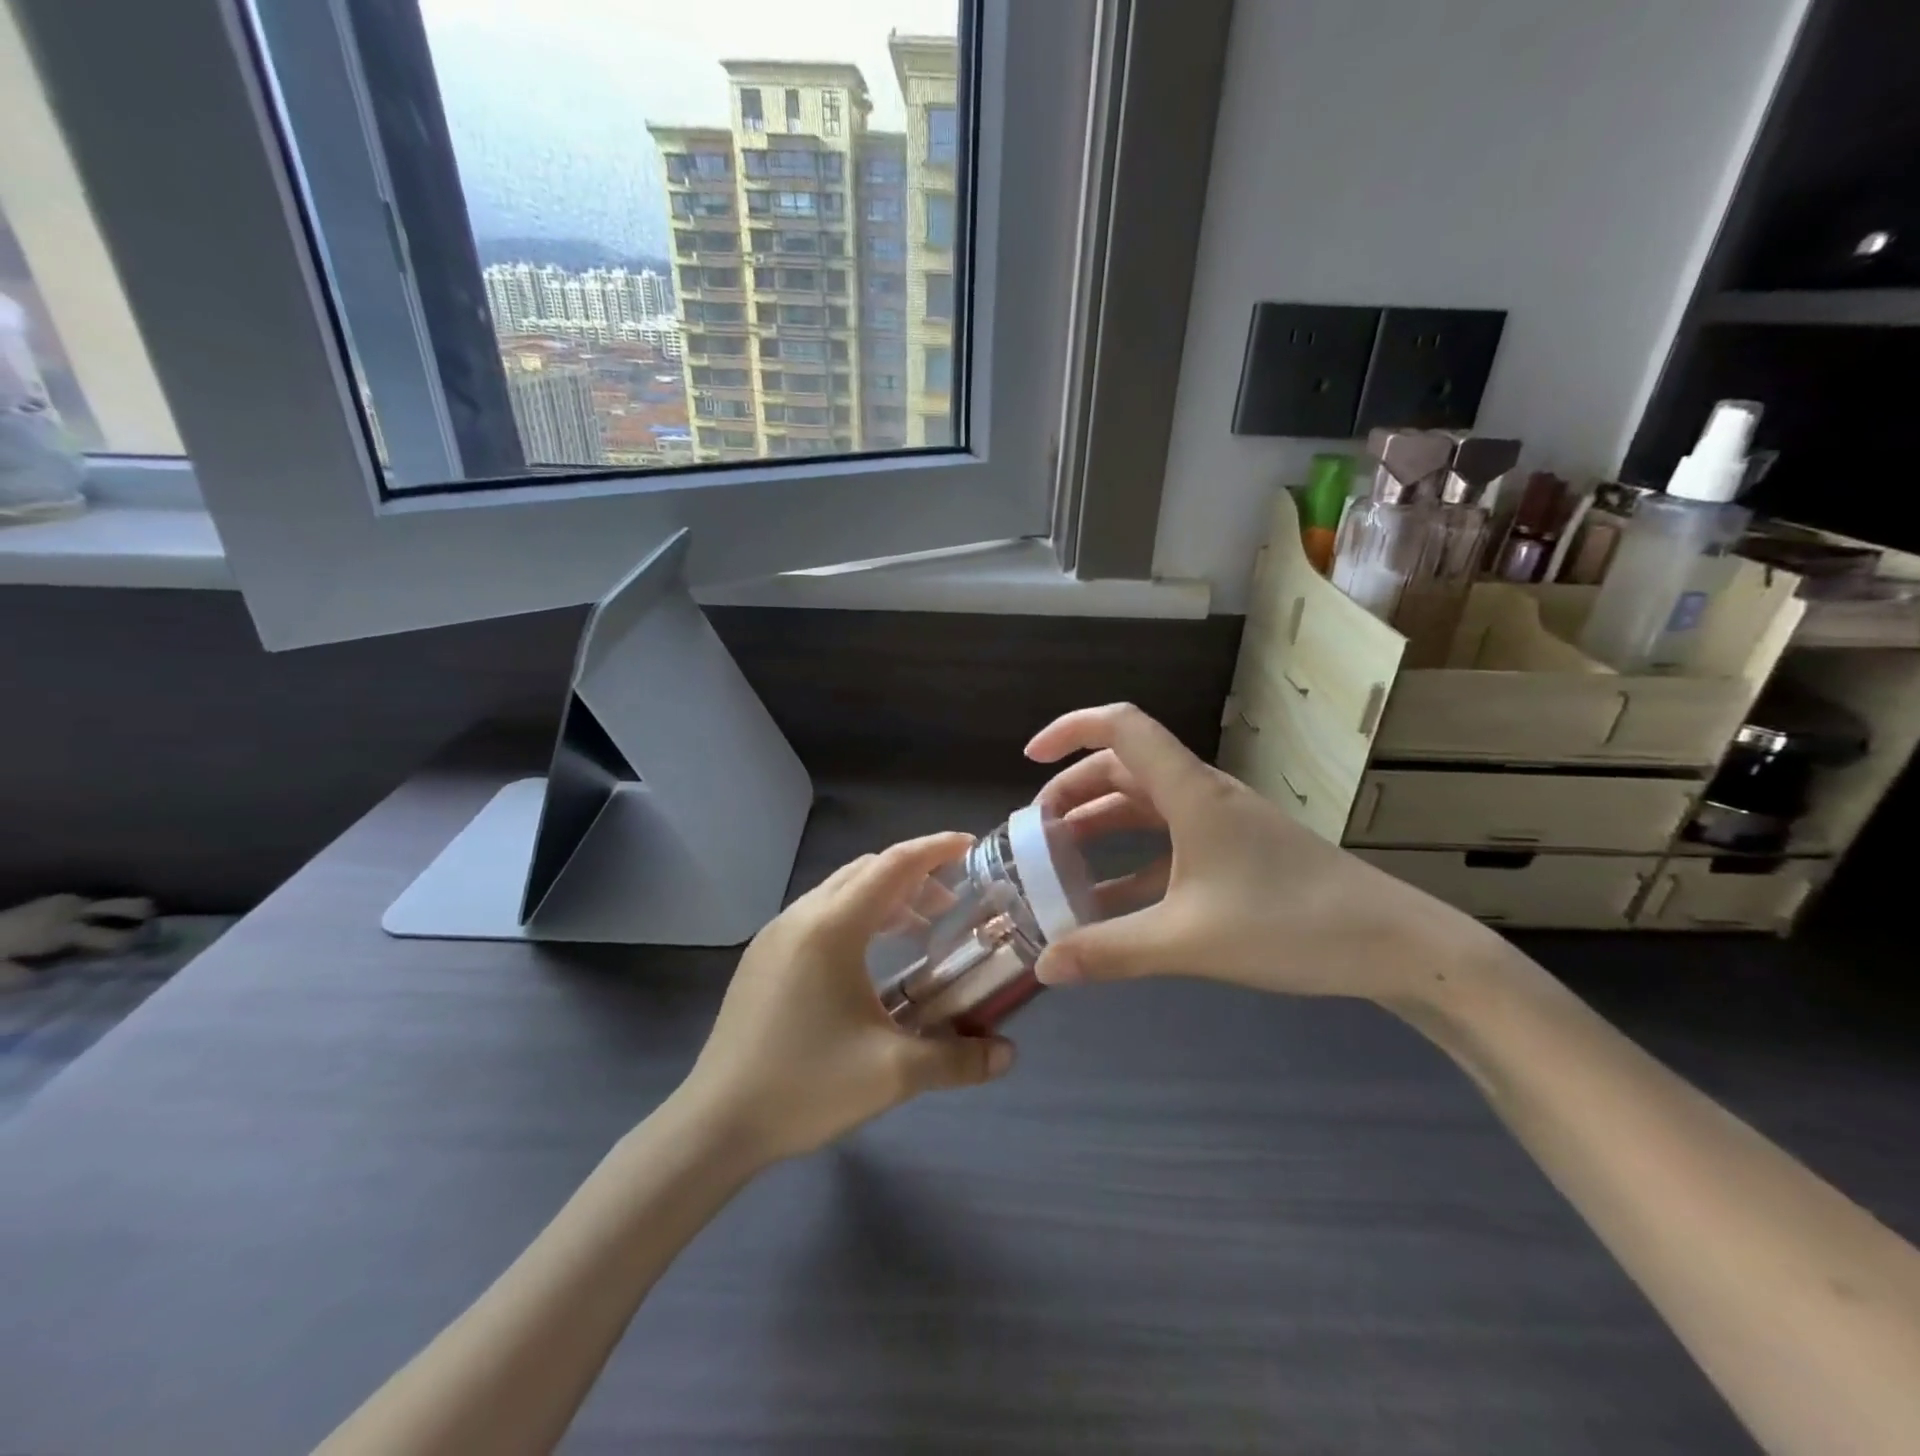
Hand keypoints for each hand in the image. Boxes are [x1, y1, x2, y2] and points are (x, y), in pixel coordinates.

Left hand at [677, 834, 1015, 1163]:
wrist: (716, 1123)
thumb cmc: (805, 1086)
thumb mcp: (892, 1075)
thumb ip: (957, 1060)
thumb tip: (1007, 1055)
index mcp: (831, 927)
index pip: (892, 865)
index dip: (934, 850)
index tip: (970, 846)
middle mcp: (801, 916)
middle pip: (867, 870)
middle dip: (914, 876)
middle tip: (952, 903)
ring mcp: (775, 934)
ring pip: (840, 890)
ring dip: (884, 897)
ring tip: (919, 928)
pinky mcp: (762, 956)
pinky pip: (819, 913)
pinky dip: (856, 915)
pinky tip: (870, 957)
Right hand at [1025, 703, 1493, 1003]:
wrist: (1397, 946)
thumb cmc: (1291, 925)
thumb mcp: (1189, 941)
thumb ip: (1112, 952)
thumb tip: (1044, 967)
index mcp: (1190, 792)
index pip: (1121, 727)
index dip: (1069, 729)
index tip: (1028, 758)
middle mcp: (1202, 796)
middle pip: (1123, 767)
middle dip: (1072, 792)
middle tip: (1035, 832)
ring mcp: (1222, 825)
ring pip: (1144, 806)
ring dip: (1100, 825)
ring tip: (1059, 861)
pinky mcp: (1236, 854)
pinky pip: (1168, 844)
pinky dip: (1131, 862)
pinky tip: (1110, 903)